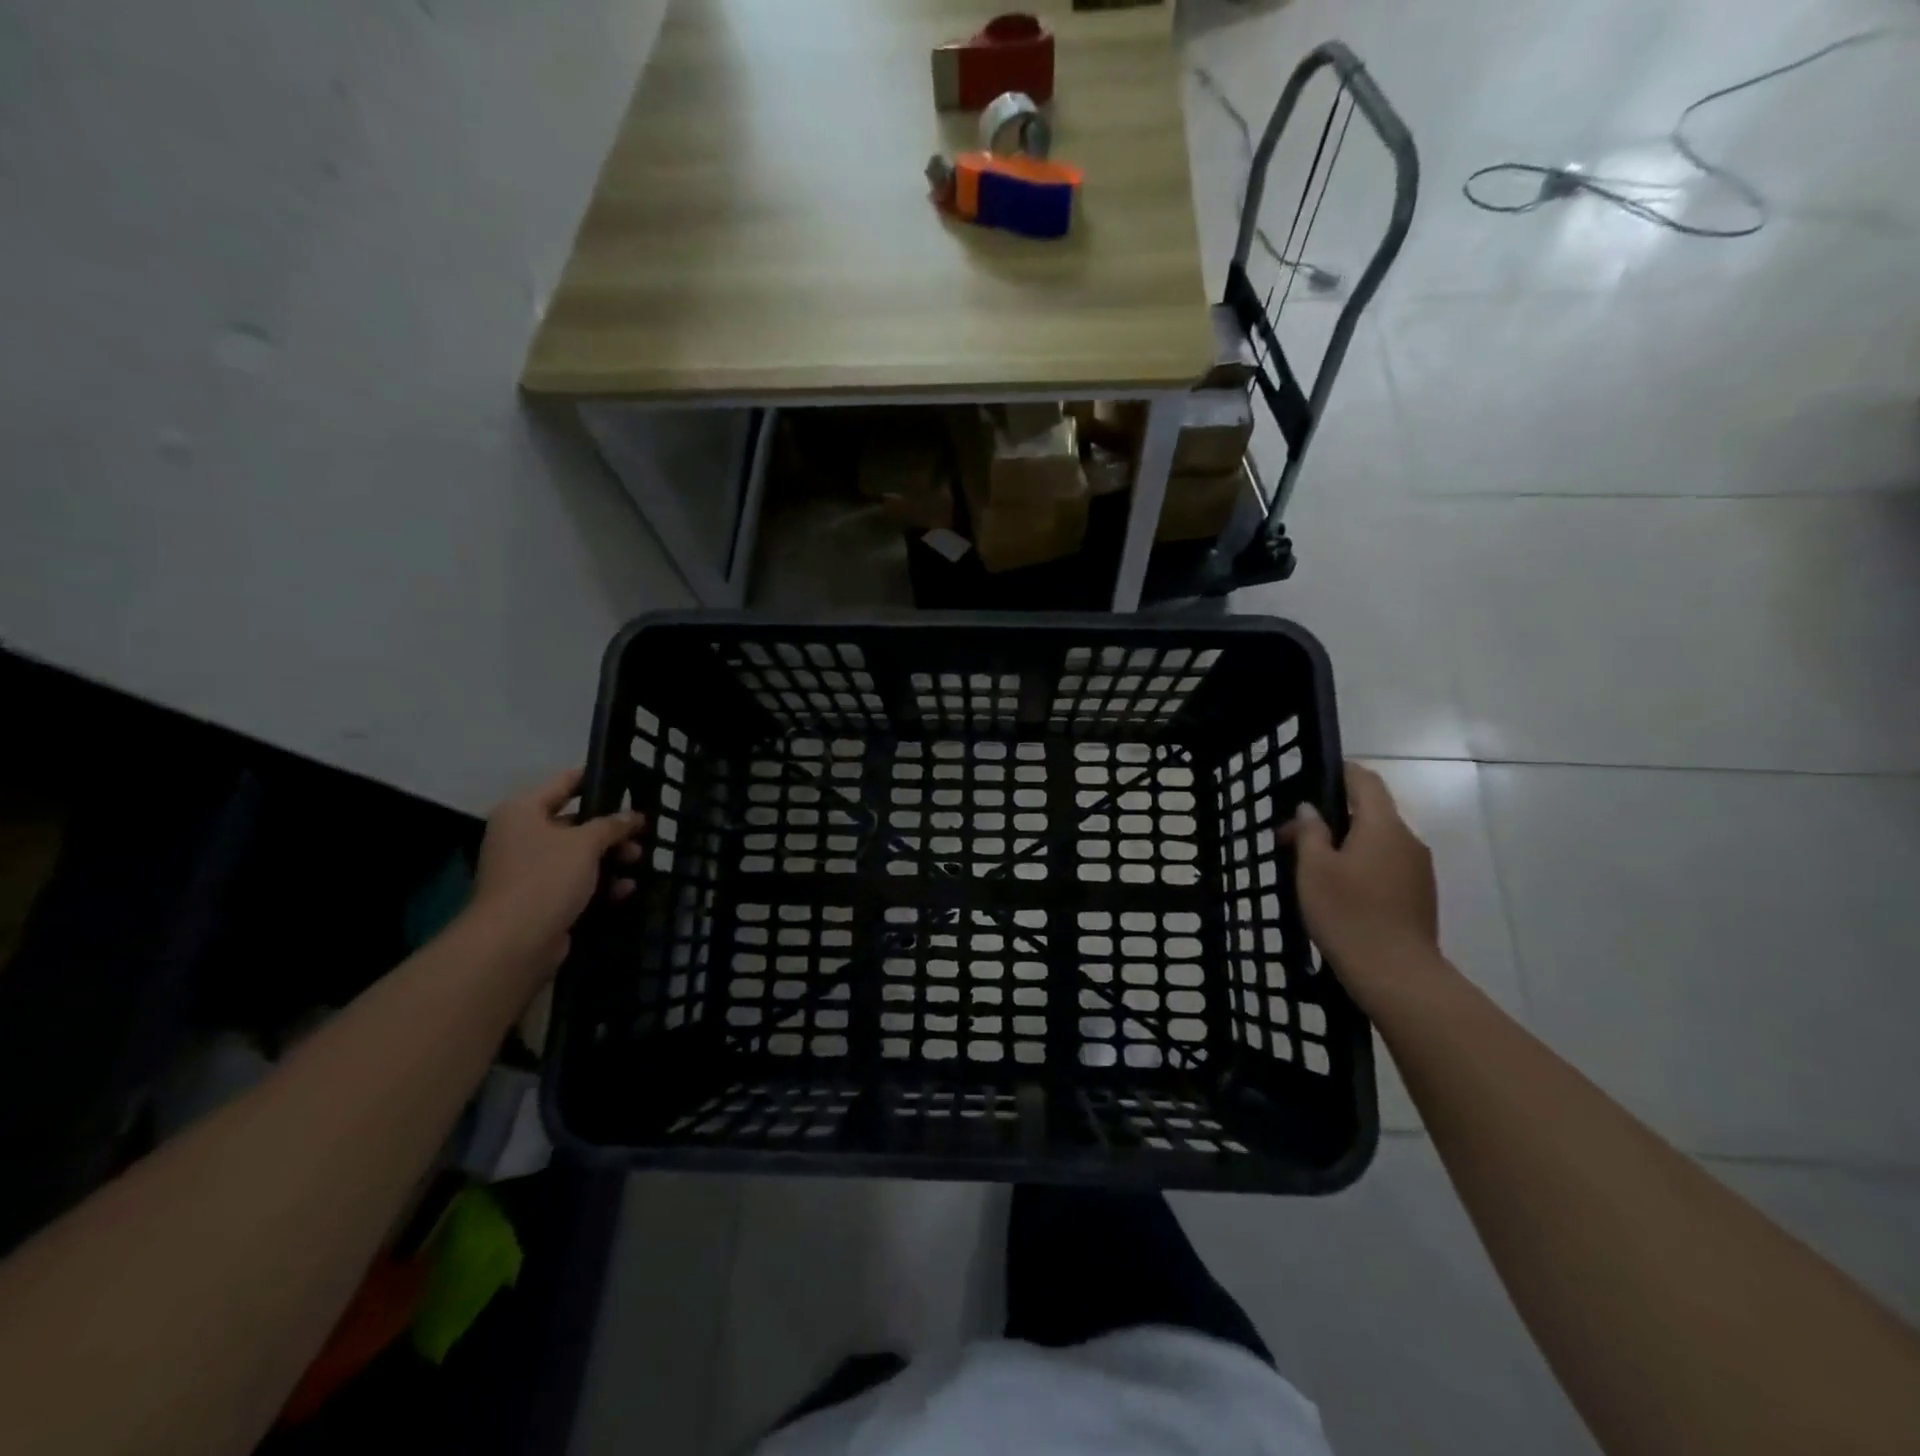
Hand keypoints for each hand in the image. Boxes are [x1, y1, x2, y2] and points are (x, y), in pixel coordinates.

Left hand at [468, 769, 645, 968]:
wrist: (514, 941)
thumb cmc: (547, 877)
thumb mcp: (586, 843)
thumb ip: (612, 824)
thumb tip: (632, 816)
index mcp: (523, 811)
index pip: (564, 782)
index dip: (595, 779)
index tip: (627, 780)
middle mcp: (522, 835)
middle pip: (575, 822)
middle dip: (611, 829)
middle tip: (642, 832)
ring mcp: (529, 869)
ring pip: (578, 854)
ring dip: (610, 857)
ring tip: (638, 861)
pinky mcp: (539, 898)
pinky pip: (575, 882)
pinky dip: (599, 883)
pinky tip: (625, 889)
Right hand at [1283, 763, 1438, 1004]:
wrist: (1396, 975)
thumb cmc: (1348, 913)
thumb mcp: (1314, 869)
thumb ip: (1310, 832)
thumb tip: (1310, 809)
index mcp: (1383, 826)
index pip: (1365, 781)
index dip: (1340, 773)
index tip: (1311, 781)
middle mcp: (1407, 840)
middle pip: (1370, 812)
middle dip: (1331, 817)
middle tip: (1291, 839)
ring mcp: (1418, 869)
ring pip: (1377, 841)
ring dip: (1345, 844)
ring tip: (1310, 868)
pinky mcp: (1419, 895)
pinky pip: (1386, 865)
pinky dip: (1361, 865)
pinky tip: (1337, 890)